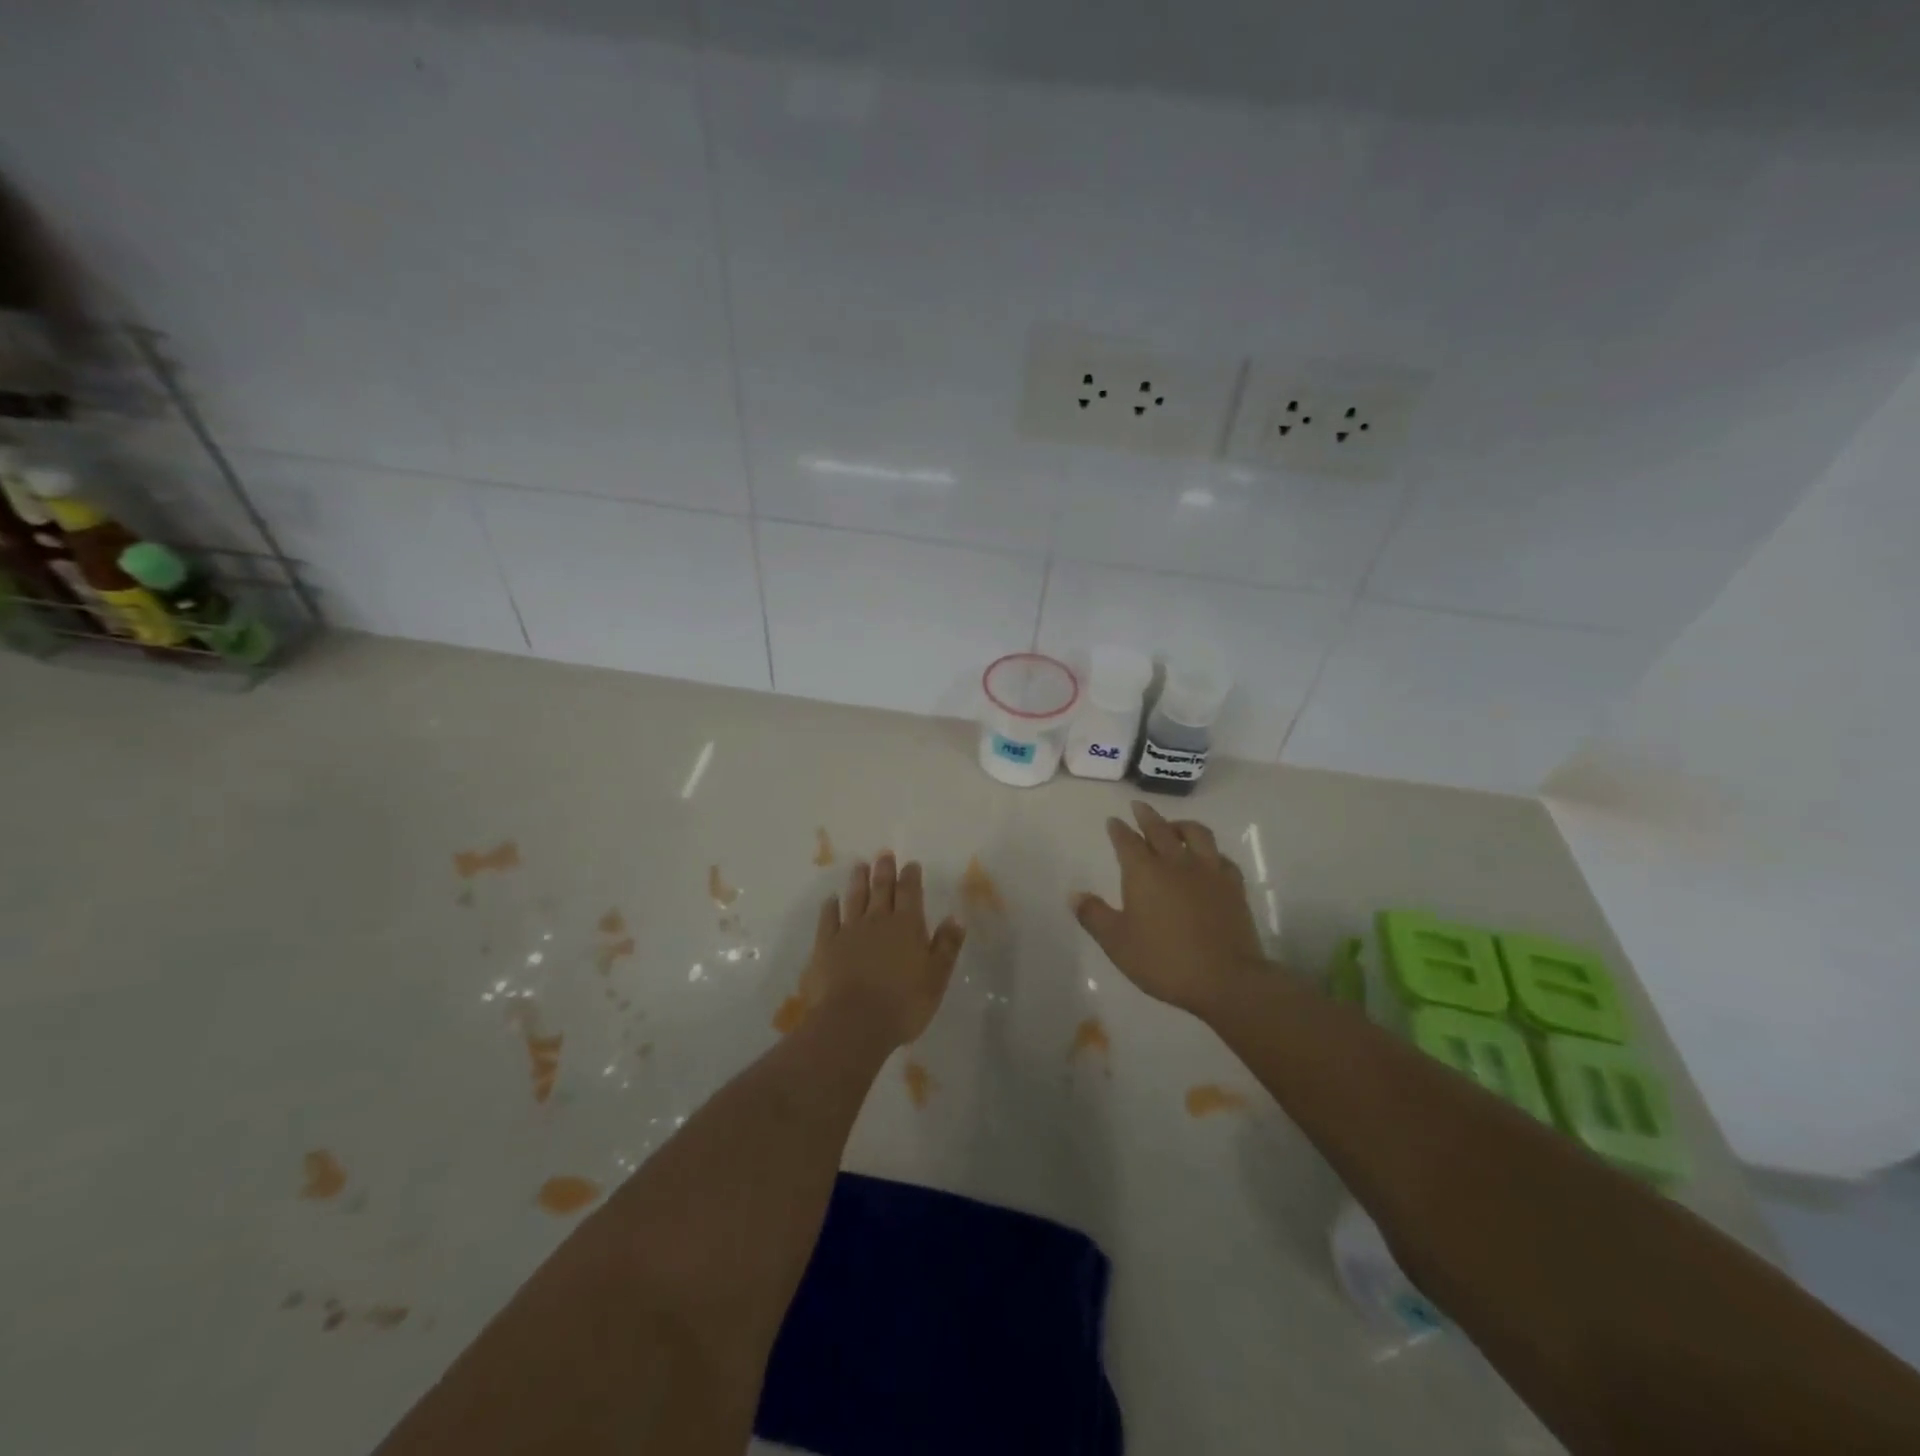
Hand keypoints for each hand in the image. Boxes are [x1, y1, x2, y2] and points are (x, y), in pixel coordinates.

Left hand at [802, 853, 965, 1047]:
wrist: (853, 1023)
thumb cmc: (903, 1003)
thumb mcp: (936, 977)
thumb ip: (946, 946)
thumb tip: (955, 918)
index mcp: (907, 926)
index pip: (910, 893)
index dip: (911, 876)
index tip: (911, 864)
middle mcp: (878, 921)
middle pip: (881, 889)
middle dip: (884, 870)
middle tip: (884, 854)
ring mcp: (849, 931)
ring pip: (855, 898)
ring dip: (858, 881)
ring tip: (860, 866)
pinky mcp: (826, 946)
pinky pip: (828, 919)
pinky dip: (830, 907)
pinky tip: (831, 900)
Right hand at [1073, 801, 1267, 1016]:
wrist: (1225, 979)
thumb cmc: (1164, 961)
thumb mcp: (1117, 943)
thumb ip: (1094, 916)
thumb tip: (1075, 895)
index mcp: (1144, 872)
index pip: (1127, 841)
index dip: (1118, 830)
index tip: (1113, 821)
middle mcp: (1176, 863)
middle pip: (1160, 829)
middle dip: (1146, 816)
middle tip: (1139, 806)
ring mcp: (1209, 872)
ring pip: (1196, 834)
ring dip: (1181, 825)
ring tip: (1174, 825)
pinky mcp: (1233, 886)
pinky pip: (1222, 857)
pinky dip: (1211, 852)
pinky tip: (1209, 858)